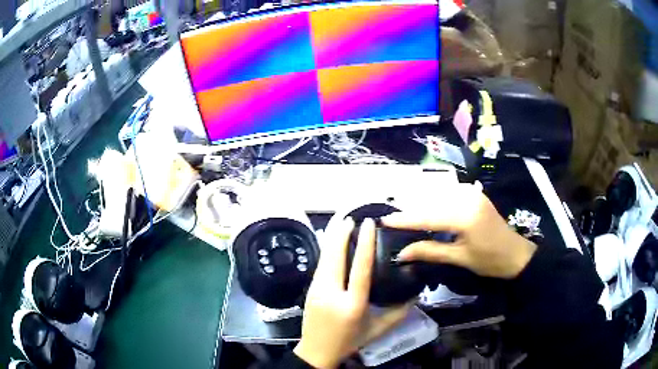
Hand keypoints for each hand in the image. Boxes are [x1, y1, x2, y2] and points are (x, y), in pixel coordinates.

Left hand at [294, 218, 411, 368]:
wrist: (316, 352)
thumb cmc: (349, 342)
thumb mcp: (377, 330)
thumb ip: (398, 313)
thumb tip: (415, 295)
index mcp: (353, 304)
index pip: (360, 269)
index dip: (365, 244)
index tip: (367, 224)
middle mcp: (332, 294)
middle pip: (335, 257)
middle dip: (341, 233)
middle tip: (350, 215)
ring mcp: (317, 290)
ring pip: (324, 257)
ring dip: (331, 237)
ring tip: (340, 221)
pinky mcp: (309, 289)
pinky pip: (320, 264)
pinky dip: (326, 249)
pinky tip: (331, 241)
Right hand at [382, 185, 536, 278]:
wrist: (516, 253)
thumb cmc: (490, 261)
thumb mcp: (459, 258)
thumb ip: (430, 252)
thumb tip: (402, 253)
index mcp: (465, 216)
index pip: (428, 216)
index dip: (405, 219)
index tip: (385, 220)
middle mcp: (468, 198)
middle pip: (431, 202)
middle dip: (411, 211)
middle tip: (393, 220)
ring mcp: (472, 193)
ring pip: (438, 196)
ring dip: (422, 205)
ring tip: (406, 217)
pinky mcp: (474, 193)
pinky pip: (448, 194)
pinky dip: (435, 201)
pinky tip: (427, 210)